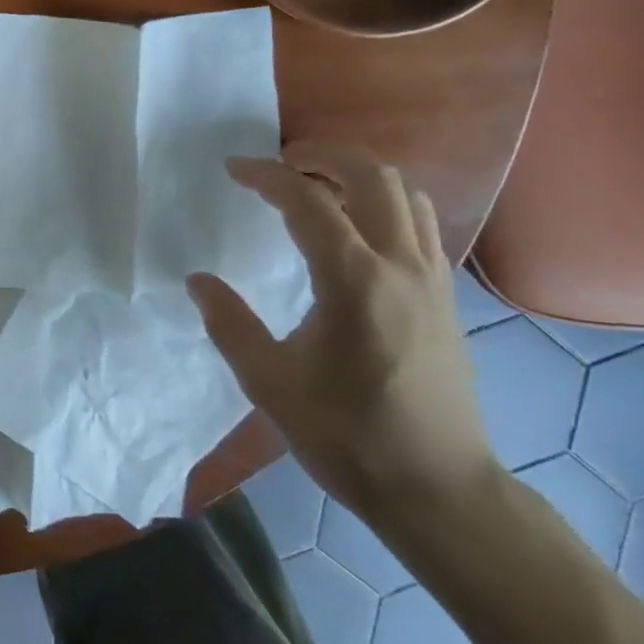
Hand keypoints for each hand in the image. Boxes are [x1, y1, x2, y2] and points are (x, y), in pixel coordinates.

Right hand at [187, 143, 500, 532]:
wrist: (439, 489)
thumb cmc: (348, 437)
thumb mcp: (270, 384)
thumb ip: (229, 324)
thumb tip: (198, 281)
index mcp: (354, 282)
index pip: (308, 202)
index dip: (266, 176)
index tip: (233, 168)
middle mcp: (401, 265)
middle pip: (372, 174)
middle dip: (322, 155)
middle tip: (279, 164)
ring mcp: (432, 278)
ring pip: (405, 192)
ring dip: (358, 175)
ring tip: (315, 189)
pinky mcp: (445, 296)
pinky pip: (420, 222)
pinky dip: (385, 203)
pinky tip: (354, 231)